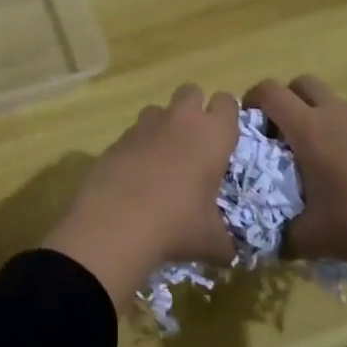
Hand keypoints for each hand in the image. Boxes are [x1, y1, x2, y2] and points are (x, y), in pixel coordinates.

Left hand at [44, 85, 240, 305]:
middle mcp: (180, 120)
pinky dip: (137, 147)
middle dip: (194, 109)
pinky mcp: (116, 139)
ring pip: (158, 108)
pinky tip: (135, 176)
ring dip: (163, 125)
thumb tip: (230, 254)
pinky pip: (133, 133)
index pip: (227, 102)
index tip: (225, 138)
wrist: (117, 223)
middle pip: (191, 91)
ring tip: (163, 159)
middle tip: (195, 142)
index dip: (227, 116)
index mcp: (213, 135)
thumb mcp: (211, 241)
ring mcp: (145, 126)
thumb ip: (225, 242)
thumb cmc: (177, 225)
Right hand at [247, 75, 346, 269]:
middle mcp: (332, 115)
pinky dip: (331, 131)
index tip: (246, 128)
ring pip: (325, 99)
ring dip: (308, 115)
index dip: (251, 101)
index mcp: (309, 129)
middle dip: (282, 101)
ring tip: (303, 156)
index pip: (270, 91)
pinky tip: (334, 170)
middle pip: (300, 83)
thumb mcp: (308, 238)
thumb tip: (262, 241)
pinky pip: (345, 119)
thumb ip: (279, 236)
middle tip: (275, 135)